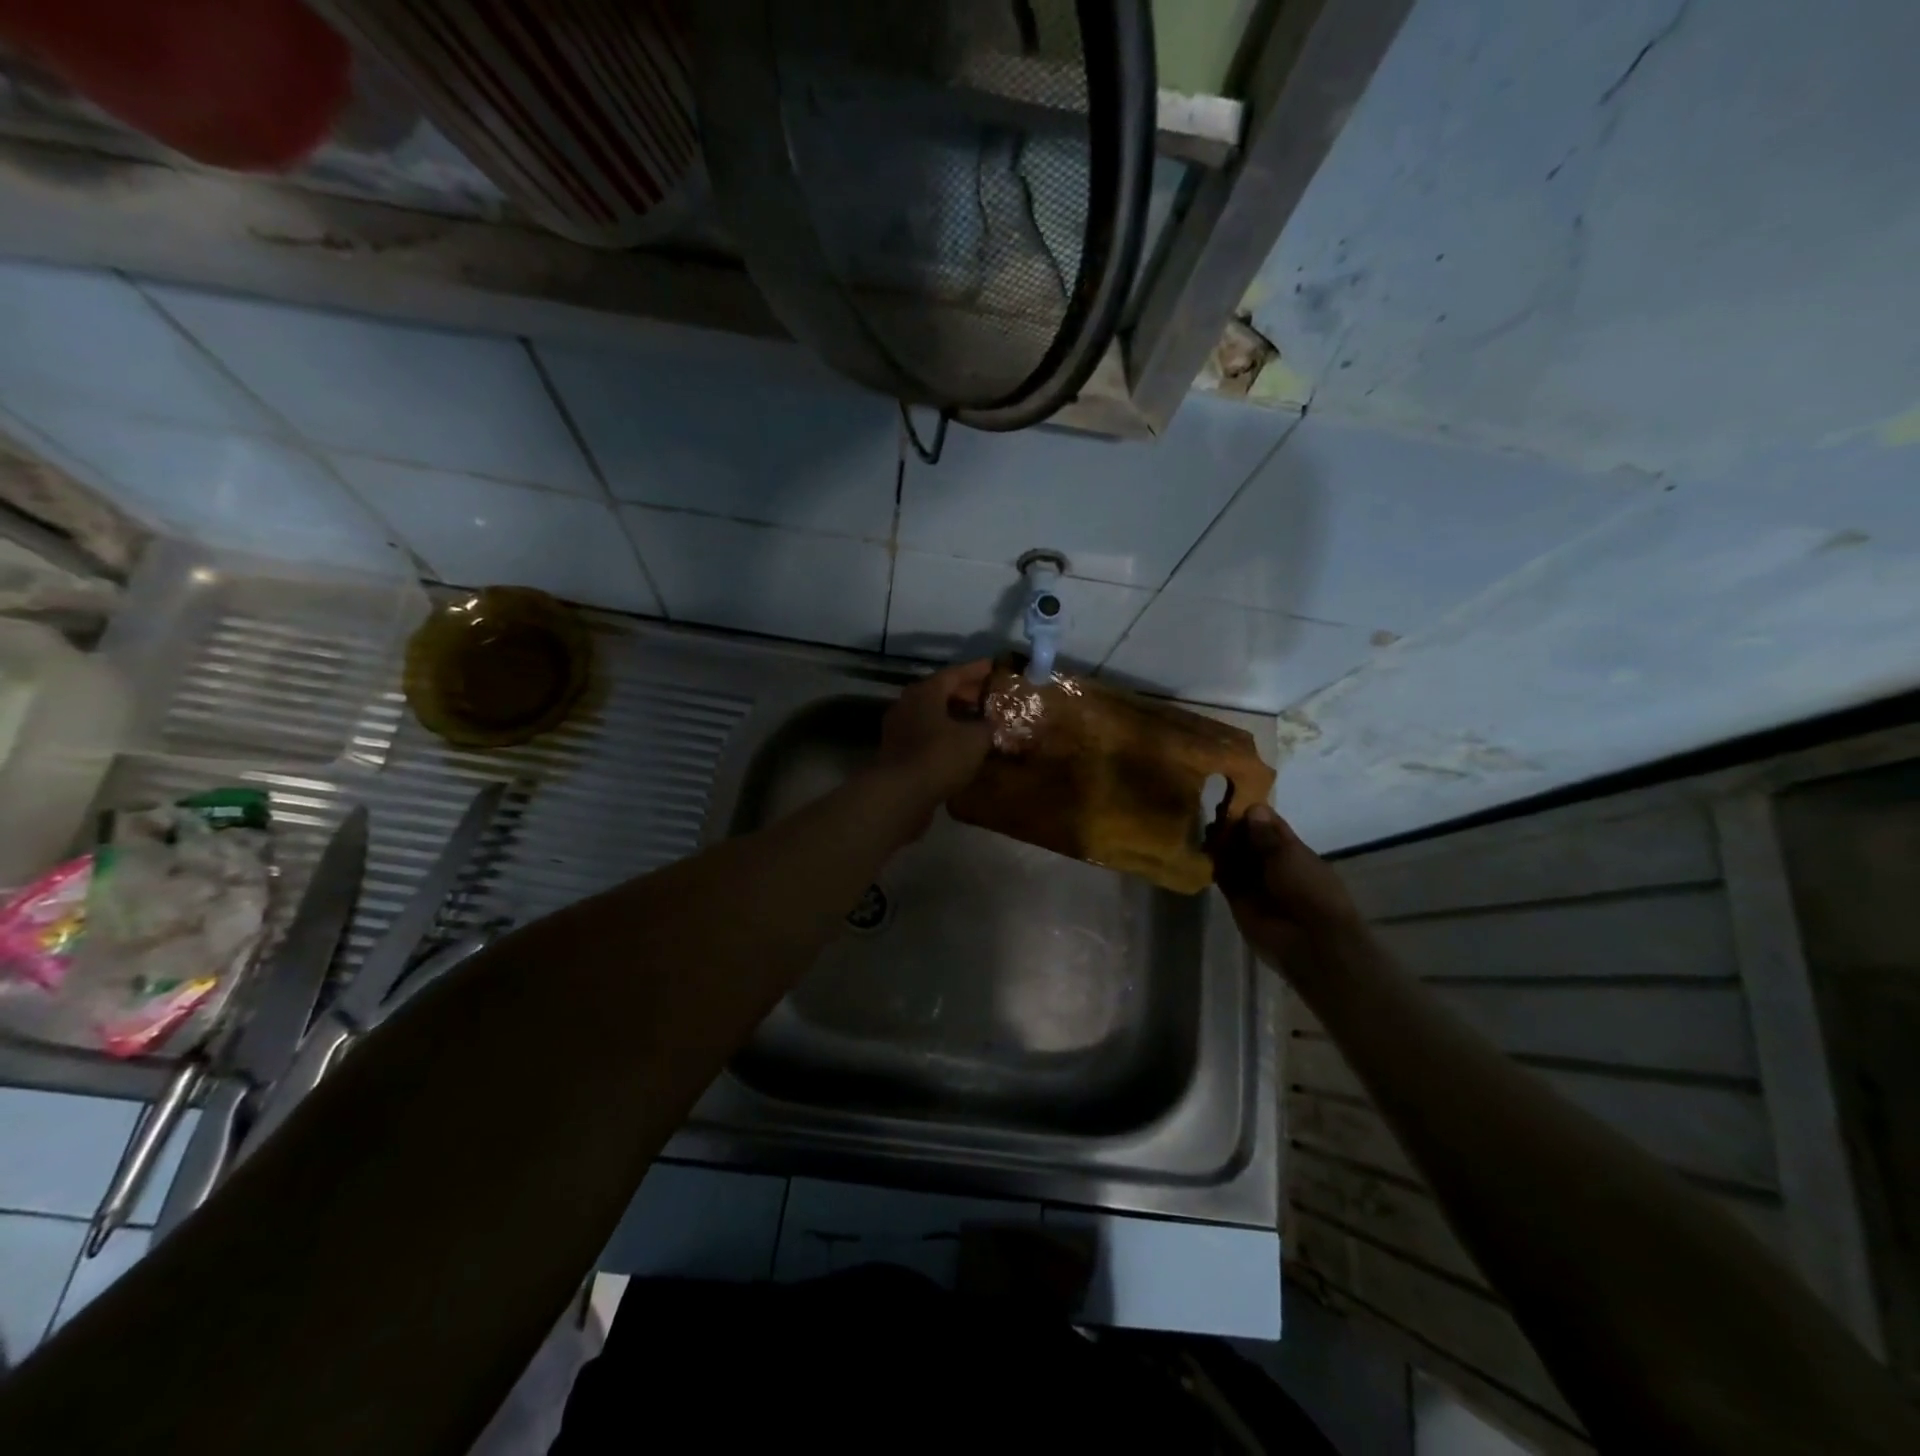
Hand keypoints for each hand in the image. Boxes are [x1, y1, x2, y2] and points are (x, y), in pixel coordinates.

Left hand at [876, 658, 993, 817]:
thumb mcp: (975, 739)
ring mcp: (899, 730)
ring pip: (932, 716)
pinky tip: (962, 748)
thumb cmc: (940, 757)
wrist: (900, 795)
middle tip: (988, 698)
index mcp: (925, 692)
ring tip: (978, 723)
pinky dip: (945, 737)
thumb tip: (994, 723)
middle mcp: (908, 705)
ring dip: (954, 717)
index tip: (993, 667)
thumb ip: (988, 726)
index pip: (954, 673)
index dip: (976, 670)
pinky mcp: (898, 753)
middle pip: (940, 693)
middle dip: (965, 694)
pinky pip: (926, 736)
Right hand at [1208, 803, 1364, 971]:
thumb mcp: (1289, 856)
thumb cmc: (1308, 891)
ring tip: (1204, 828)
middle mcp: (1273, 864)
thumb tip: (1253, 808)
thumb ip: (1267, 835)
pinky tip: (1203, 850)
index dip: (1253, 813)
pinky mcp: (1239, 900)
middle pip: (1249, 841)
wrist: (1308, 941)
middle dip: (1233, 828)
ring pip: (1235, 858)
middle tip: (1211, 811)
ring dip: (1222, 845)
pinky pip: (1224, 878)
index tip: (1230, 796)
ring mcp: (1256, 883)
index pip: (1270, 826)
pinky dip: (1215, 866)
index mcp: (1293, 852)